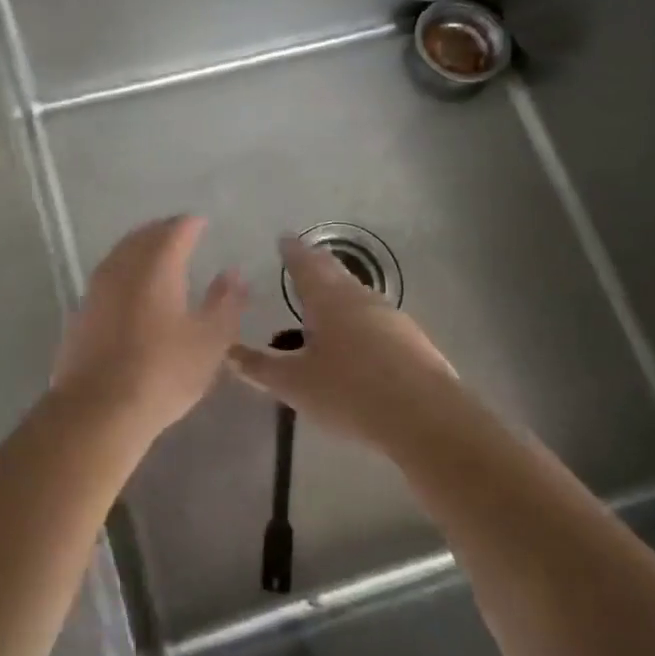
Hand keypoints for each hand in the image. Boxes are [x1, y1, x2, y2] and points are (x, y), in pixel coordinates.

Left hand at [51, 216, 247, 435]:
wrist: (98, 408)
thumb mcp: (209, 341)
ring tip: (155, 254)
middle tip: (179, 232)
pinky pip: (106, 276)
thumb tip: (233, 272)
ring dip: (139, 247)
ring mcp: (97, 289)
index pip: (175, 231)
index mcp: (157, 266)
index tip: (201, 223)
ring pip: (120, 254)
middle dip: (162, 231)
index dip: (190, 224)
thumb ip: (225, 302)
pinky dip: (123, 270)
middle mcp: (123, 268)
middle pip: (143, 236)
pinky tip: (130, 287)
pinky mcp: (81, 312)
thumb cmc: (163, 372)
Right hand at [228, 235, 462, 451]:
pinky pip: (376, 317)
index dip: (292, 251)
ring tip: (325, 298)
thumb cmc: (349, 392)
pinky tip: (358, 336)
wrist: (425, 417)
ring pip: (357, 294)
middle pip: (334, 272)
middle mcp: (359, 298)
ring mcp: (390, 316)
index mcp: (327, 299)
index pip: (305, 265)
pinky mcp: (412, 339)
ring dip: (339, 289)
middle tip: (303, 258)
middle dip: (316, 264)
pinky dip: (359, 317)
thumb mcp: (294, 384)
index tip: (284, 238)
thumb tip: (229, 352)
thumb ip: (260, 367)